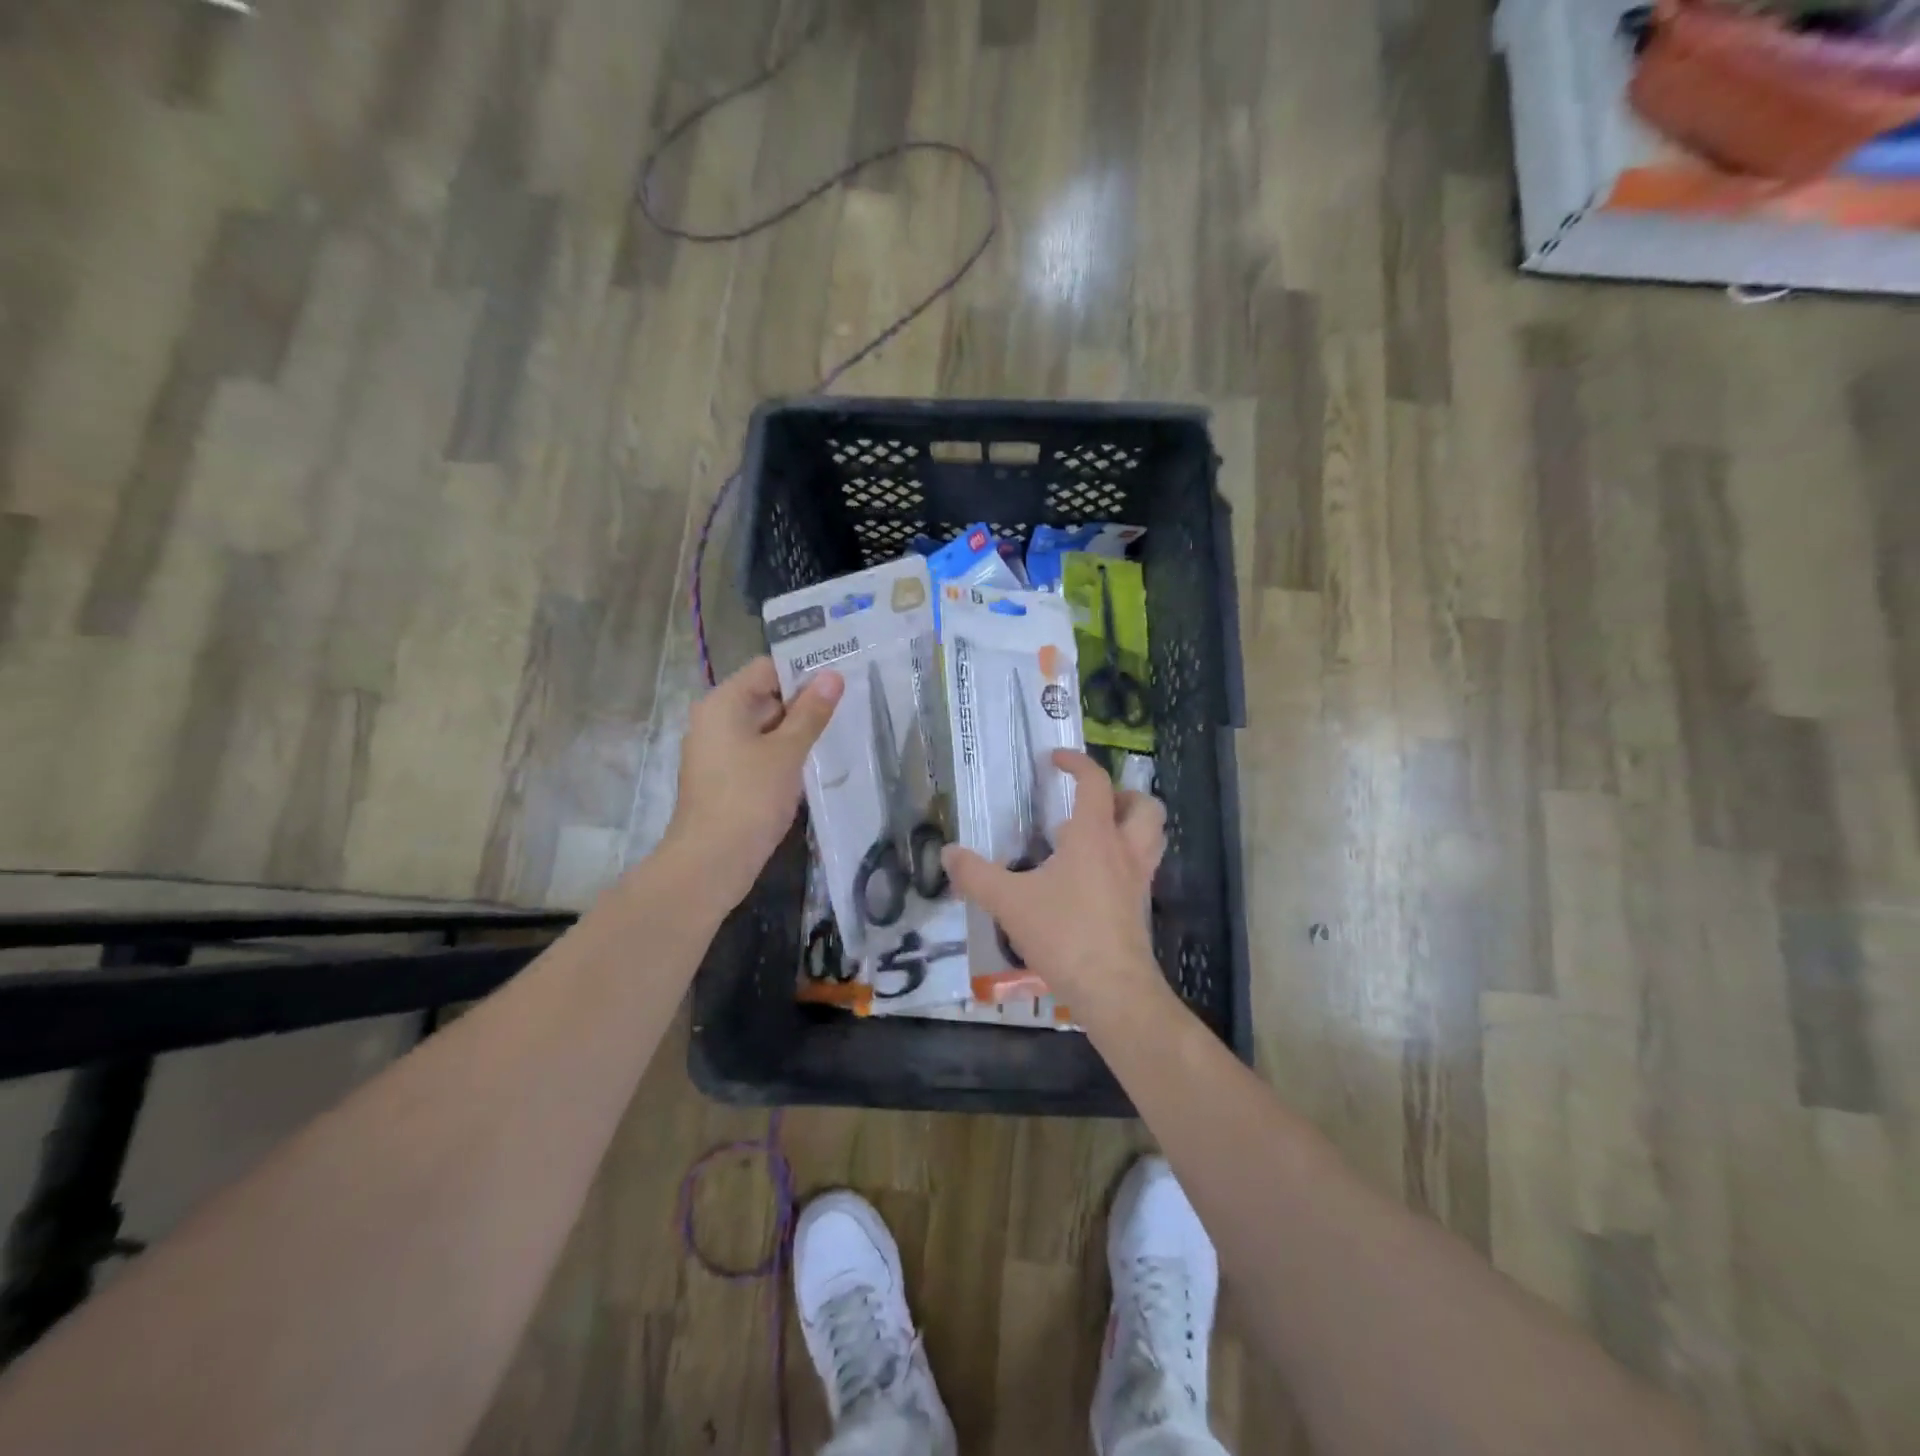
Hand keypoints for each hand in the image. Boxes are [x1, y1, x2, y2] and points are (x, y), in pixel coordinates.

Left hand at [663, 657, 843, 910]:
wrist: (711, 863)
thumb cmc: (750, 799)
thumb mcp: (787, 752)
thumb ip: (811, 712)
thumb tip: (832, 675)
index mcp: (723, 703)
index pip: (767, 668)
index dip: (802, 670)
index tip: (839, 680)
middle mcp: (714, 719)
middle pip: (765, 695)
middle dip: (803, 702)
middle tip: (847, 706)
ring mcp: (716, 750)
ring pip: (763, 726)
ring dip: (795, 730)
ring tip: (836, 732)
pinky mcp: (723, 777)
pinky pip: (757, 752)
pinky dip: (781, 754)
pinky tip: (810, 765)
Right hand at [941, 749, 1166, 1007]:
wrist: (1113, 989)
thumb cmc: (1064, 934)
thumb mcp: (1009, 902)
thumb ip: (976, 875)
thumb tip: (948, 853)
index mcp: (1094, 836)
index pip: (1095, 783)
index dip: (1078, 763)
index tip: (1056, 759)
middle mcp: (1124, 850)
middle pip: (1144, 806)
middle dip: (1122, 795)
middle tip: (1090, 804)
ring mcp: (1138, 880)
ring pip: (1152, 837)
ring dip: (1130, 825)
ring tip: (1093, 836)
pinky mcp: (1140, 908)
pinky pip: (1141, 868)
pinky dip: (1123, 860)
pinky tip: (1090, 880)